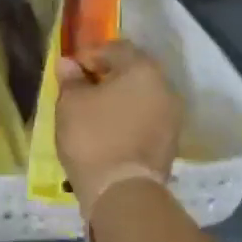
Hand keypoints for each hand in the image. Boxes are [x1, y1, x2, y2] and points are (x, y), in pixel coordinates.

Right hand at [54, 39, 180, 216]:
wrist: (123, 193)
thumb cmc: (93, 137)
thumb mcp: (71, 103)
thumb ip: (71, 79)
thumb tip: (68, 64)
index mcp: (143, 70)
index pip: (116, 48)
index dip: (90, 55)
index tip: (70, 70)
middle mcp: (165, 88)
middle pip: (133, 71)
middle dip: (107, 76)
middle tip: (81, 88)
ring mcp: (172, 117)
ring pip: (141, 96)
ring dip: (119, 98)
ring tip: (93, 111)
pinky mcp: (170, 143)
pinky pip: (146, 119)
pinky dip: (128, 118)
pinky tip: (107, 130)